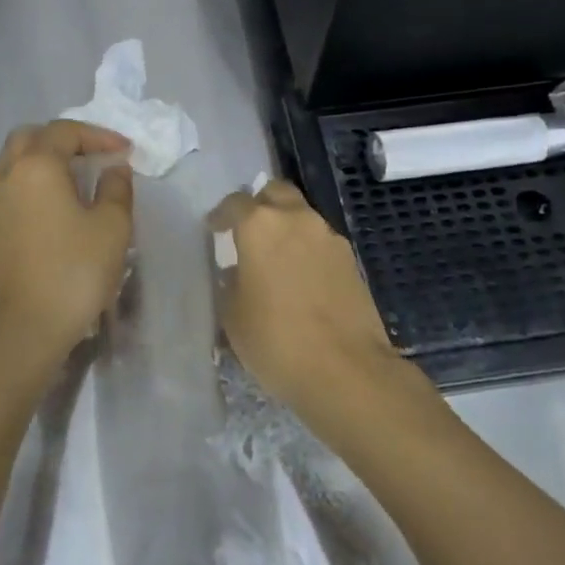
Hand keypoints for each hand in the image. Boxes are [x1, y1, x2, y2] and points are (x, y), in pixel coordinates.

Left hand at [0, 120, 134, 363]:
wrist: (25, 325)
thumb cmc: (74, 271)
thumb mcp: (112, 227)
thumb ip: (116, 188)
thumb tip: (114, 168)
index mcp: (37, 165)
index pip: (66, 131)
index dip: (99, 135)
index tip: (125, 151)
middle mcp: (8, 173)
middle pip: (32, 136)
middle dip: (65, 139)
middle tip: (95, 154)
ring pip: (16, 159)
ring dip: (46, 157)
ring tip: (78, 175)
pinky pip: (11, 184)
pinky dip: (34, 179)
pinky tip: (57, 202)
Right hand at [210, 180, 407, 428]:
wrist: (345, 370)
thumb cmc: (275, 340)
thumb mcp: (232, 316)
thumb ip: (229, 284)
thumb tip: (235, 273)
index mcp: (261, 225)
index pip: (235, 203)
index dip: (221, 215)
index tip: (213, 230)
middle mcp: (298, 220)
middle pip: (276, 193)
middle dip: (260, 205)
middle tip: (247, 232)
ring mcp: (330, 239)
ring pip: (303, 217)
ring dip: (286, 228)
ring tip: (273, 260)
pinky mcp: (351, 262)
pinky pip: (321, 243)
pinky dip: (306, 251)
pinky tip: (298, 281)